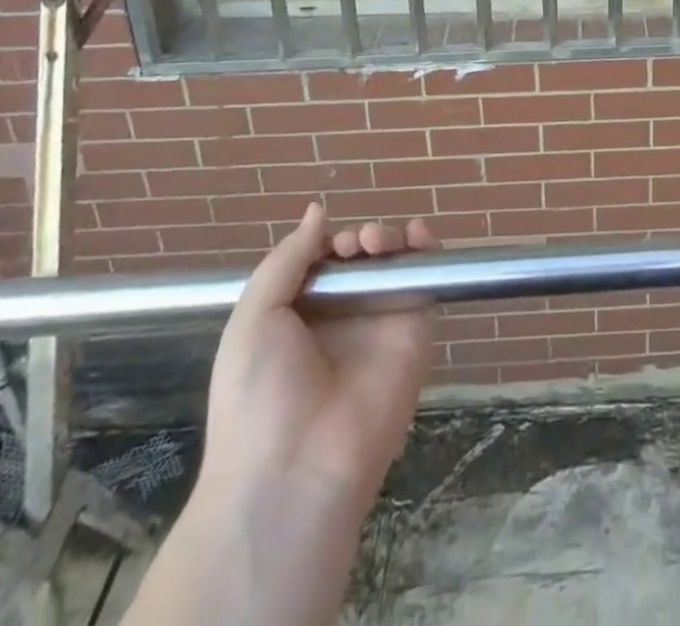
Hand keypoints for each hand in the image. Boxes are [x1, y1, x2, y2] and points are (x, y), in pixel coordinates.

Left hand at [198, 203, 438, 514]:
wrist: (295, 468)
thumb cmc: (259, 393)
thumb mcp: (253, 318)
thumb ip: (286, 259)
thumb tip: (318, 210)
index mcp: (300, 316)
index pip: (323, 262)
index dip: (328, 243)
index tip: (329, 245)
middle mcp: (343, 317)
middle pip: (362, 259)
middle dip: (361, 238)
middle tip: (356, 245)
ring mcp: (380, 324)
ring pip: (396, 264)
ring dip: (391, 239)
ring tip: (377, 243)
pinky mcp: (414, 331)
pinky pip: (425, 283)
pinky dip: (426, 251)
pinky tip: (417, 236)